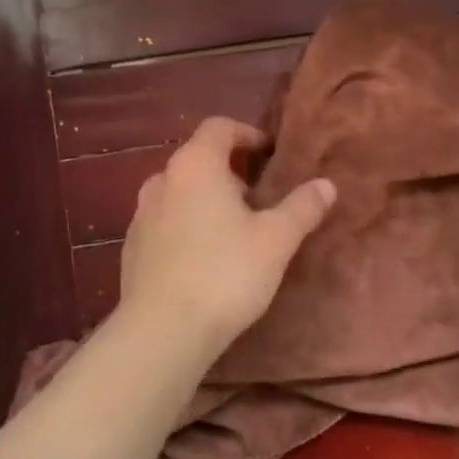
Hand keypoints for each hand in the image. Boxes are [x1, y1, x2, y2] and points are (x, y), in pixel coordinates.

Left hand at [117, 117, 336, 355]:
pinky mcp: (131, 247)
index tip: (269, 154)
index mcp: (195, 165)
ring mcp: (140, 215)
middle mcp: (161, 180)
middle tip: (258, 199)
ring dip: (206, 200)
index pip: (219, 127)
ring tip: (233, 230)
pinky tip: (204, 259)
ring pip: (179, 192)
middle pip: (198, 159)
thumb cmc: (225, 273)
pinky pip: (164, 222)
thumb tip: (327, 185)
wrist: (163, 331)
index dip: (246, 134)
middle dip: (229, 172)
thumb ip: (302, 207)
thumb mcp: (276, 240)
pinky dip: (186, 226)